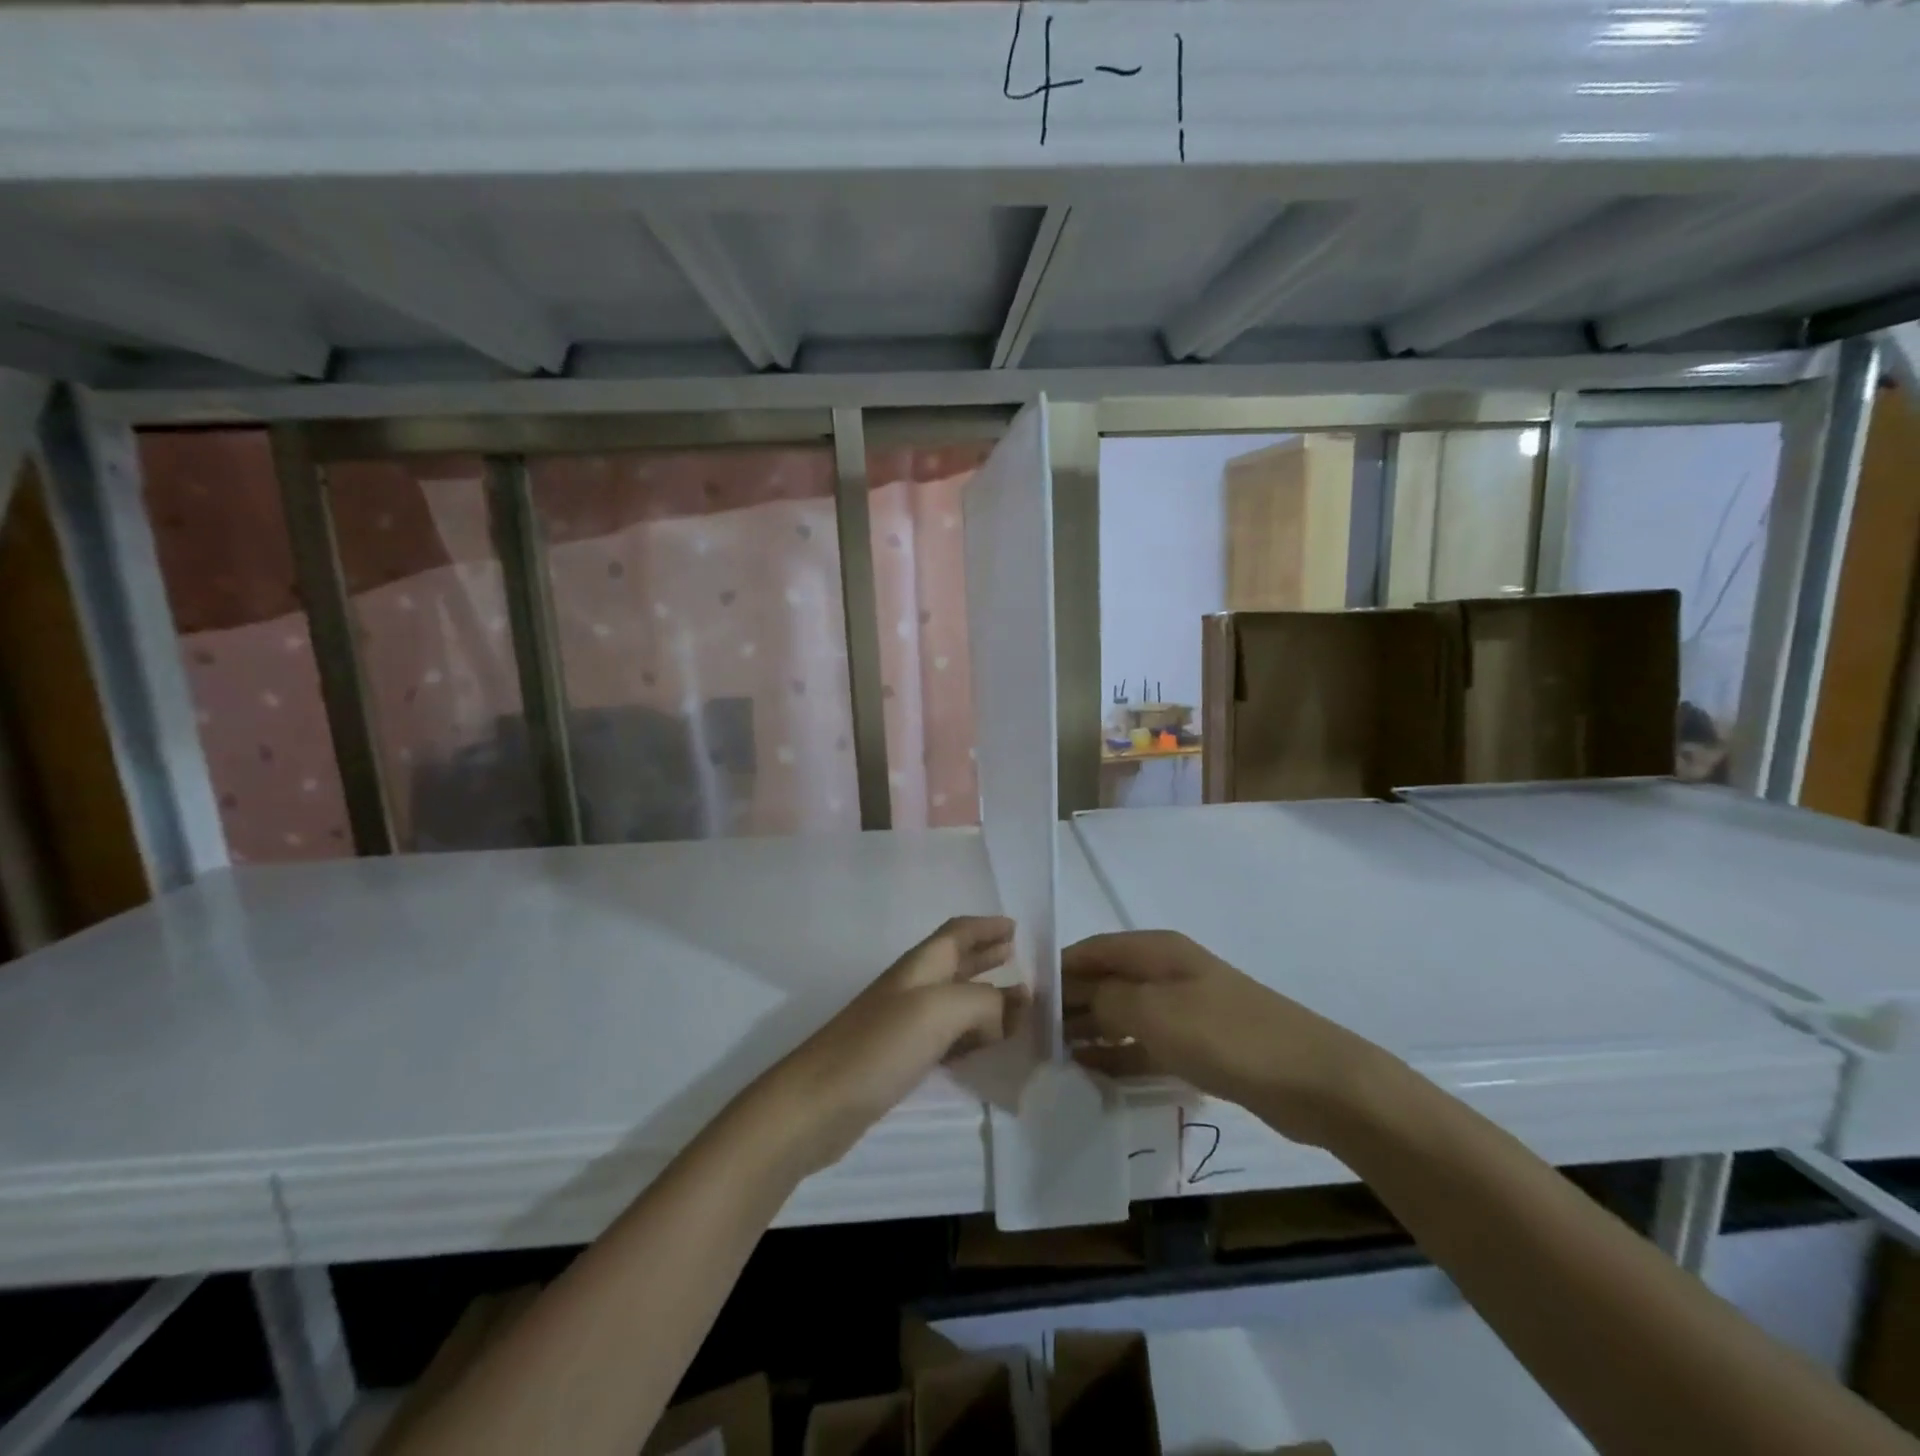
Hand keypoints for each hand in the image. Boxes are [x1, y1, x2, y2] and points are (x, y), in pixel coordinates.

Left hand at [750, 916, 1025, 1172]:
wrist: (817, 1103)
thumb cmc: (879, 1045)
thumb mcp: (940, 1011)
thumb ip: (984, 1003)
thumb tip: (1008, 1013)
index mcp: (920, 966)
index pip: (957, 933)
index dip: (985, 927)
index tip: (1015, 927)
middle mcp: (912, 988)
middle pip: (955, 962)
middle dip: (986, 955)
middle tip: (1017, 956)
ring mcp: (903, 1024)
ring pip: (953, 1000)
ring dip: (983, 996)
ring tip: (1014, 1001)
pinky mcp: (899, 1059)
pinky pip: (945, 1035)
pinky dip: (970, 1033)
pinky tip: (982, 1044)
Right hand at [1062, 929, 1389, 1147]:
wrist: (1313, 1080)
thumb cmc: (1227, 1034)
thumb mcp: (1155, 1011)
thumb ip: (1106, 1000)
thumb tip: (1073, 998)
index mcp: (1155, 950)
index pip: (1091, 951)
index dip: (1057, 970)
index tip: (1023, 1000)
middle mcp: (1165, 973)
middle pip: (1105, 982)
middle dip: (1070, 1005)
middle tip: (1031, 1039)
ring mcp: (1184, 1010)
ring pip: (1122, 1015)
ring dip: (1090, 1032)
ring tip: (1052, 1059)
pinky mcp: (1198, 1046)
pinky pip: (1145, 1046)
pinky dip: (1119, 1056)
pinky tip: (1092, 1074)